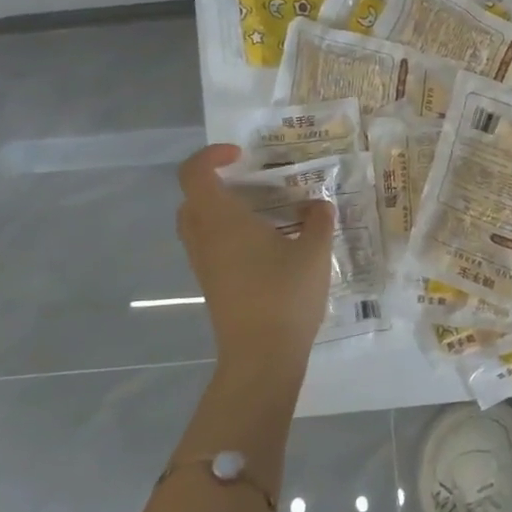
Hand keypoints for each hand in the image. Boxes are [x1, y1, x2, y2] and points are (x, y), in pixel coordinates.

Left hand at [175, 145, 335, 379]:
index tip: (243, 155)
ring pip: (200, 225)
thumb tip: (319, 206)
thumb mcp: (314, 252)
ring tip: (267, 214)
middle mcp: (204, 238)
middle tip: (254, 183)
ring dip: (224, 211)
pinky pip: (212, 246)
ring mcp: (204, 265)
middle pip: (192, 199)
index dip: (212, 156)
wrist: (262, 356)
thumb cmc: (285, 295)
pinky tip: (269, 245)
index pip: (195, 174)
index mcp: (221, 220)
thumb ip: (318, 221)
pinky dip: (231, 235)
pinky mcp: (213, 285)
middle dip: (218, 184)